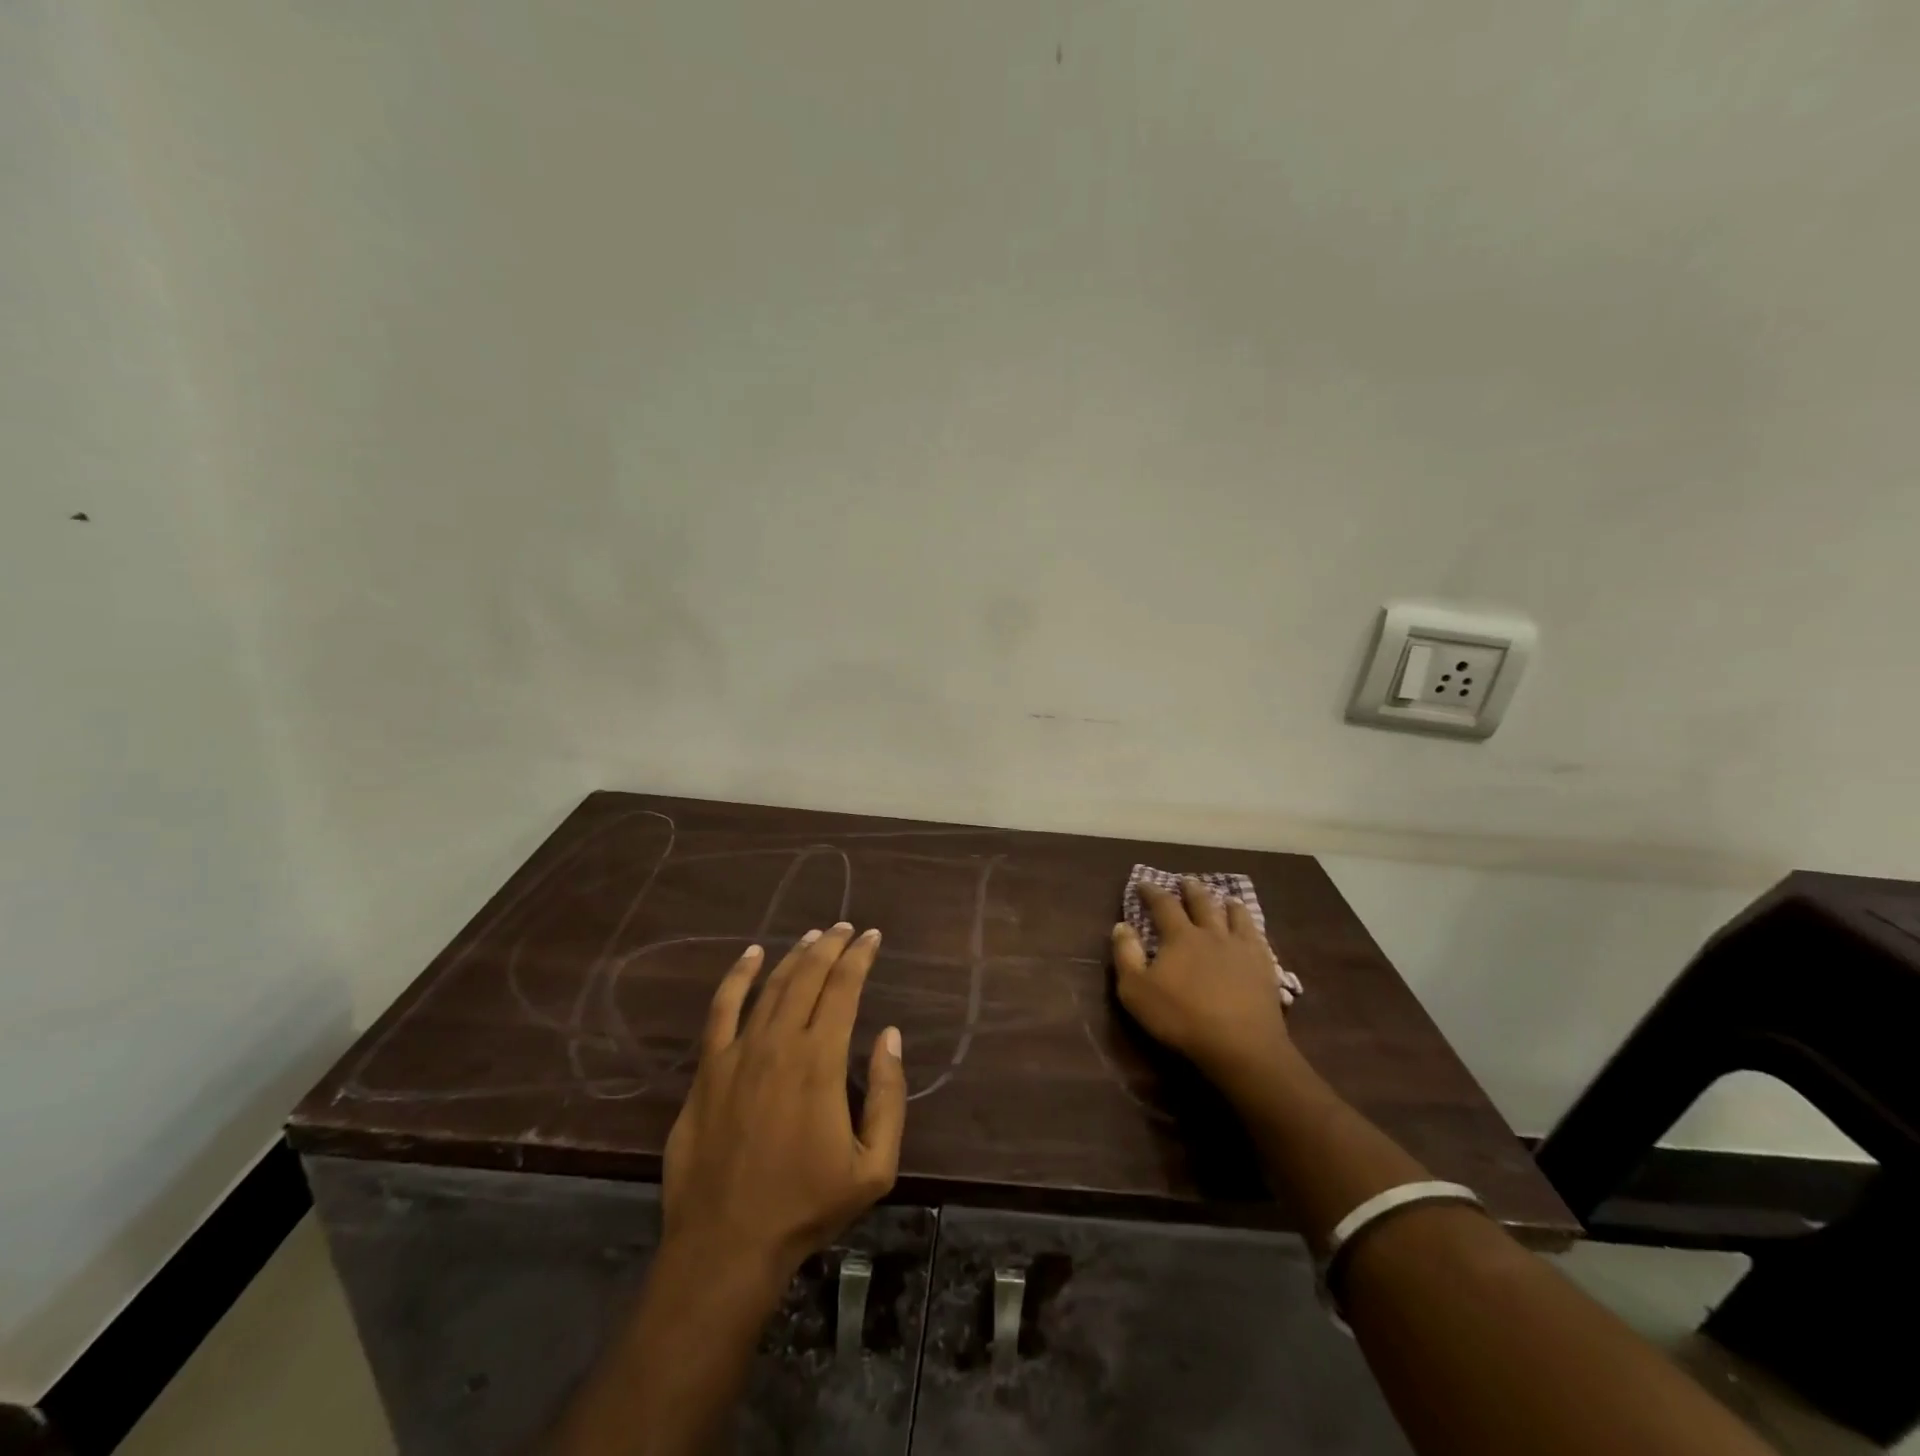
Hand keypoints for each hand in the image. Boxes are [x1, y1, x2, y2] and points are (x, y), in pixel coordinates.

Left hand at [661, 924, 906, 1287]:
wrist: (726, 1245)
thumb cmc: (806, 1206)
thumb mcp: (874, 1166)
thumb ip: (889, 1096)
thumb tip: (891, 1036)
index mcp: (821, 1061)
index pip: (844, 988)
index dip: (860, 957)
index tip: (872, 937)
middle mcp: (779, 1043)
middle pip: (808, 976)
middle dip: (831, 946)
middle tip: (847, 928)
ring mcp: (738, 1053)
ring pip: (771, 985)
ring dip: (795, 955)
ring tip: (814, 936)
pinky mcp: (708, 1069)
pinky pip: (722, 1009)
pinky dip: (737, 976)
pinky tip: (751, 956)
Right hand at [1111, 878, 1296, 1095]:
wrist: (1241, 1045)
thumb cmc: (1181, 1017)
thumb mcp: (1136, 990)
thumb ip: (1126, 955)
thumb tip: (1121, 925)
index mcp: (1180, 936)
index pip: (1164, 905)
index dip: (1152, 892)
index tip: (1143, 883)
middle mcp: (1212, 934)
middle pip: (1202, 903)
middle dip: (1191, 891)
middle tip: (1186, 881)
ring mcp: (1242, 949)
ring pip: (1236, 916)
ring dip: (1227, 904)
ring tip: (1226, 898)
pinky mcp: (1264, 967)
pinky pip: (1259, 938)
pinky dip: (1252, 927)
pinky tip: (1252, 931)